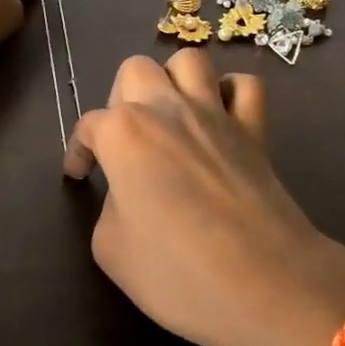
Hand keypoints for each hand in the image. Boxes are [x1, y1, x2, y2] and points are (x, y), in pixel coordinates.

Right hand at [64, 48, 344, 345]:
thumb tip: (129, 193)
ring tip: (170, 115)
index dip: (78, 151)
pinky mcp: (256, 130)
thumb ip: (110, 206)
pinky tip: (220, 118)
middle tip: (124, 140)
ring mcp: (216, 114)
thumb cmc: (177, 272)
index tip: (78, 175)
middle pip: (136, 70)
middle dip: (122, 98)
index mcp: (124, 133)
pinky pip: (245, 87)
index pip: (89, 126)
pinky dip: (230, 94)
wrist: (265, 284)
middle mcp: (167, 108)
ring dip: (174, 80)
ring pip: (190, 61)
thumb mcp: (111, 249)